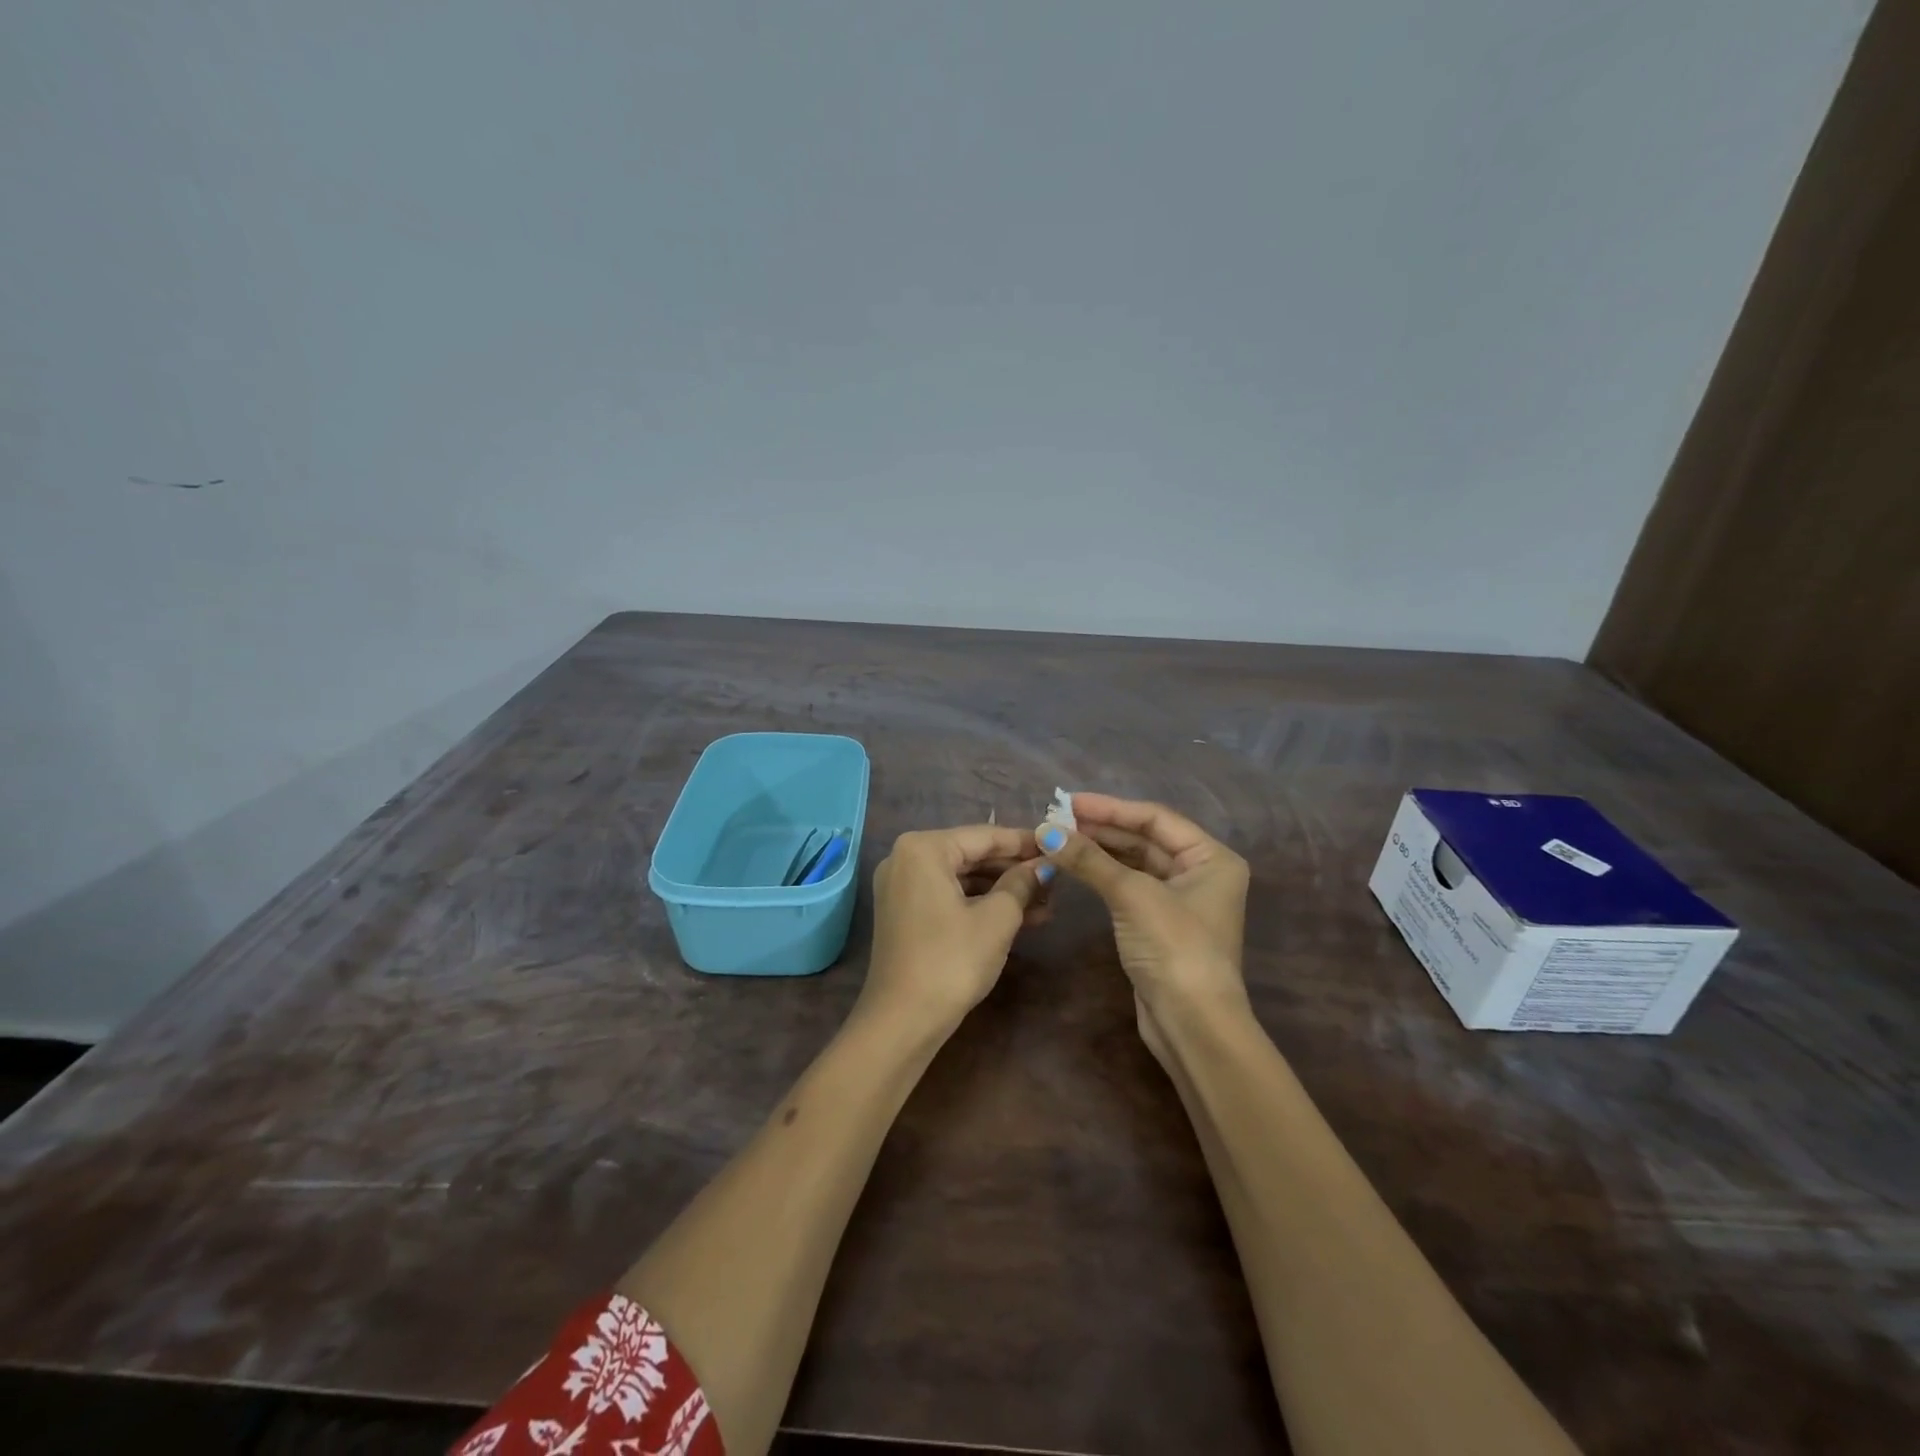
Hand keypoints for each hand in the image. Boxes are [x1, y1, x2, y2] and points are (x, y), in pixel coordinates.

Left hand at [863, 825, 1050, 1032]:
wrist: (902, 1021)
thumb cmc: (952, 961)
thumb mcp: (997, 919)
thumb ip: (1022, 883)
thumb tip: (1044, 866)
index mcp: (923, 848)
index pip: (985, 836)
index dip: (1026, 842)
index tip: (1060, 846)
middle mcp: (906, 858)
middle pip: (973, 855)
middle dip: (1015, 870)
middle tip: (1057, 880)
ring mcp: (902, 886)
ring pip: (963, 878)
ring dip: (1003, 891)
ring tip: (1048, 904)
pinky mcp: (905, 912)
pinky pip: (950, 896)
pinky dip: (981, 904)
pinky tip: (1021, 918)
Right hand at [1035, 793, 1250, 1061]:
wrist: (1192, 1024)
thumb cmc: (1174, 947)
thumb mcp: (1132, 895)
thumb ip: (1089, 860)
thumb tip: (1046, 831)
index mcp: (1211, 857)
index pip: (1155, 819)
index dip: (1111, 808)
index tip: (1069, 802)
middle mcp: (1201, 873)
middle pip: (1145, 839)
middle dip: (1102, 829)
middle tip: (1058, 821)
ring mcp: (1181, 900)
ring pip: (1135, 863)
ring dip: (1100, 852)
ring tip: (1060, 839)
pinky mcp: (1160, 925)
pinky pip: (1129, 887)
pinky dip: (1104, 875)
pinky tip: (1077, 867)